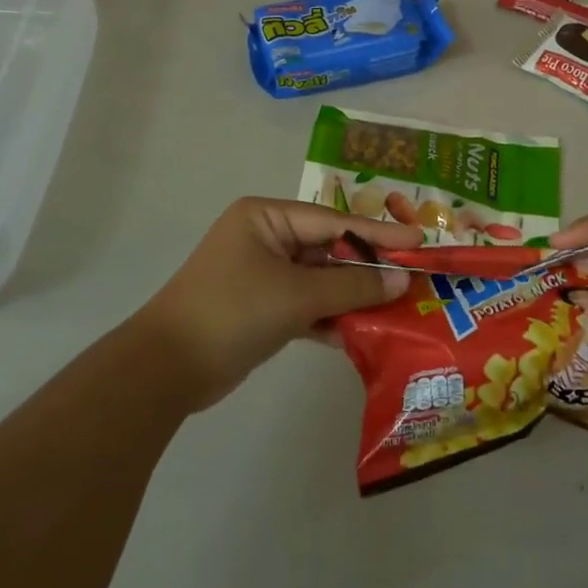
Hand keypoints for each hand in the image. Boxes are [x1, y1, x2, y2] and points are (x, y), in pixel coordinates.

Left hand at [138, 197, 421, 409]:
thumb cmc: (233, 311)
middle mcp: (266, 239)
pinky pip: (307, 305)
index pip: (334, 221)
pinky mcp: (263, 308)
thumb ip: (353, 288)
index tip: (419, 240)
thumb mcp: (297, 295)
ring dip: (352, 297)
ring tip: (398, 307)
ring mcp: (263, 275)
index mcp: (267, 218)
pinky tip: (363, 332)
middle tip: (414, 277)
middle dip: (368, 268)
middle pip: (330, 250)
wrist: (167, 369)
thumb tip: (404, 280)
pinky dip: (331, 318)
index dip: (379, 233)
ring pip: (320, 280)